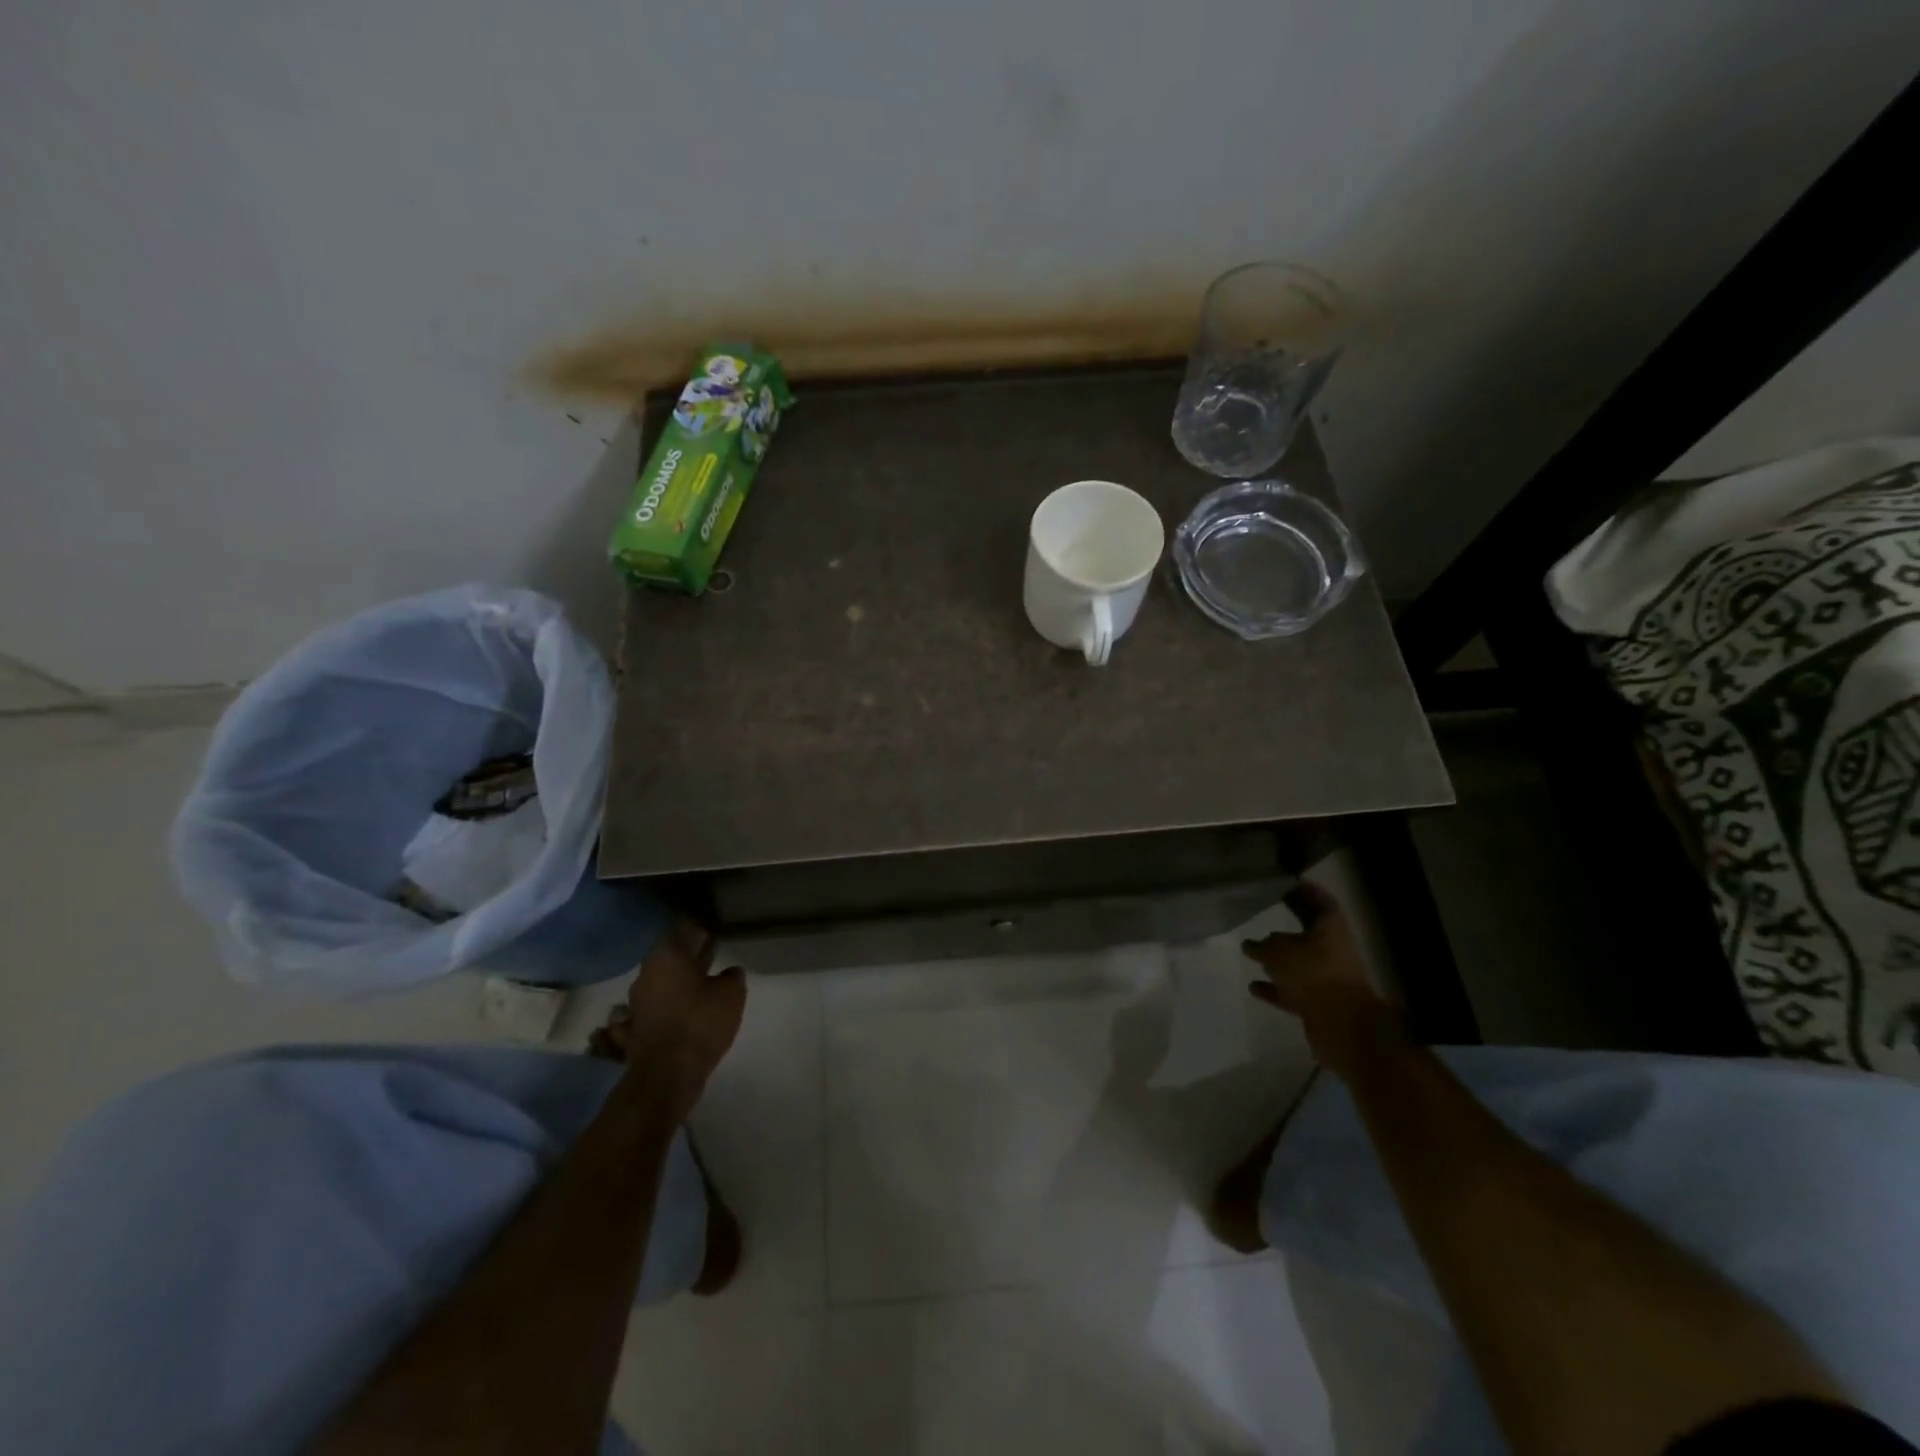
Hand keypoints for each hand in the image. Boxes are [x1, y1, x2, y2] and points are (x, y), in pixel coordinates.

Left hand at [621, 919, 746, 1119]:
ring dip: (676, 981)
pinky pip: (650, 1010)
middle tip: (710, 951)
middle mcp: (646, 973)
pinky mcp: (634, 1028)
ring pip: (659, 982)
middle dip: (688, 953)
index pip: (683, 928)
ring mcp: (636, 1002)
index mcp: (667, 955)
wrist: (667, 1073)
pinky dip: (662, 1007)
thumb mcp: (731, 994)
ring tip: (699, 982)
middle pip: (669, 955)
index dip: (699, 926)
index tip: (712, 927)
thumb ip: (732, 977)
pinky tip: (674, 1011)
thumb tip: (729, 972)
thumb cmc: (701, 1021)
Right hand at [1243, 882, 1394, 1073]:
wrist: (1343, 1028)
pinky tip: (1253, 986)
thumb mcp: (1280, 951)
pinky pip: (1291, 990)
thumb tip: (1253, 944)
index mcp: (1330, 928)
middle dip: (1287, 921)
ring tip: (1250, 950)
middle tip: (1262, 909)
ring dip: (1277, 958)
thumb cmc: (1314, 976)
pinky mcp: (1318, 1003)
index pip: (1318, 899)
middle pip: (1308, 929)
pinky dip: (1274, 988)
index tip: (1282, 882)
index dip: (1302, 889)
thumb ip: (1264, 945)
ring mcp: (1326, 978)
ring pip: (1299, 962)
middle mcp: (1331, 949)